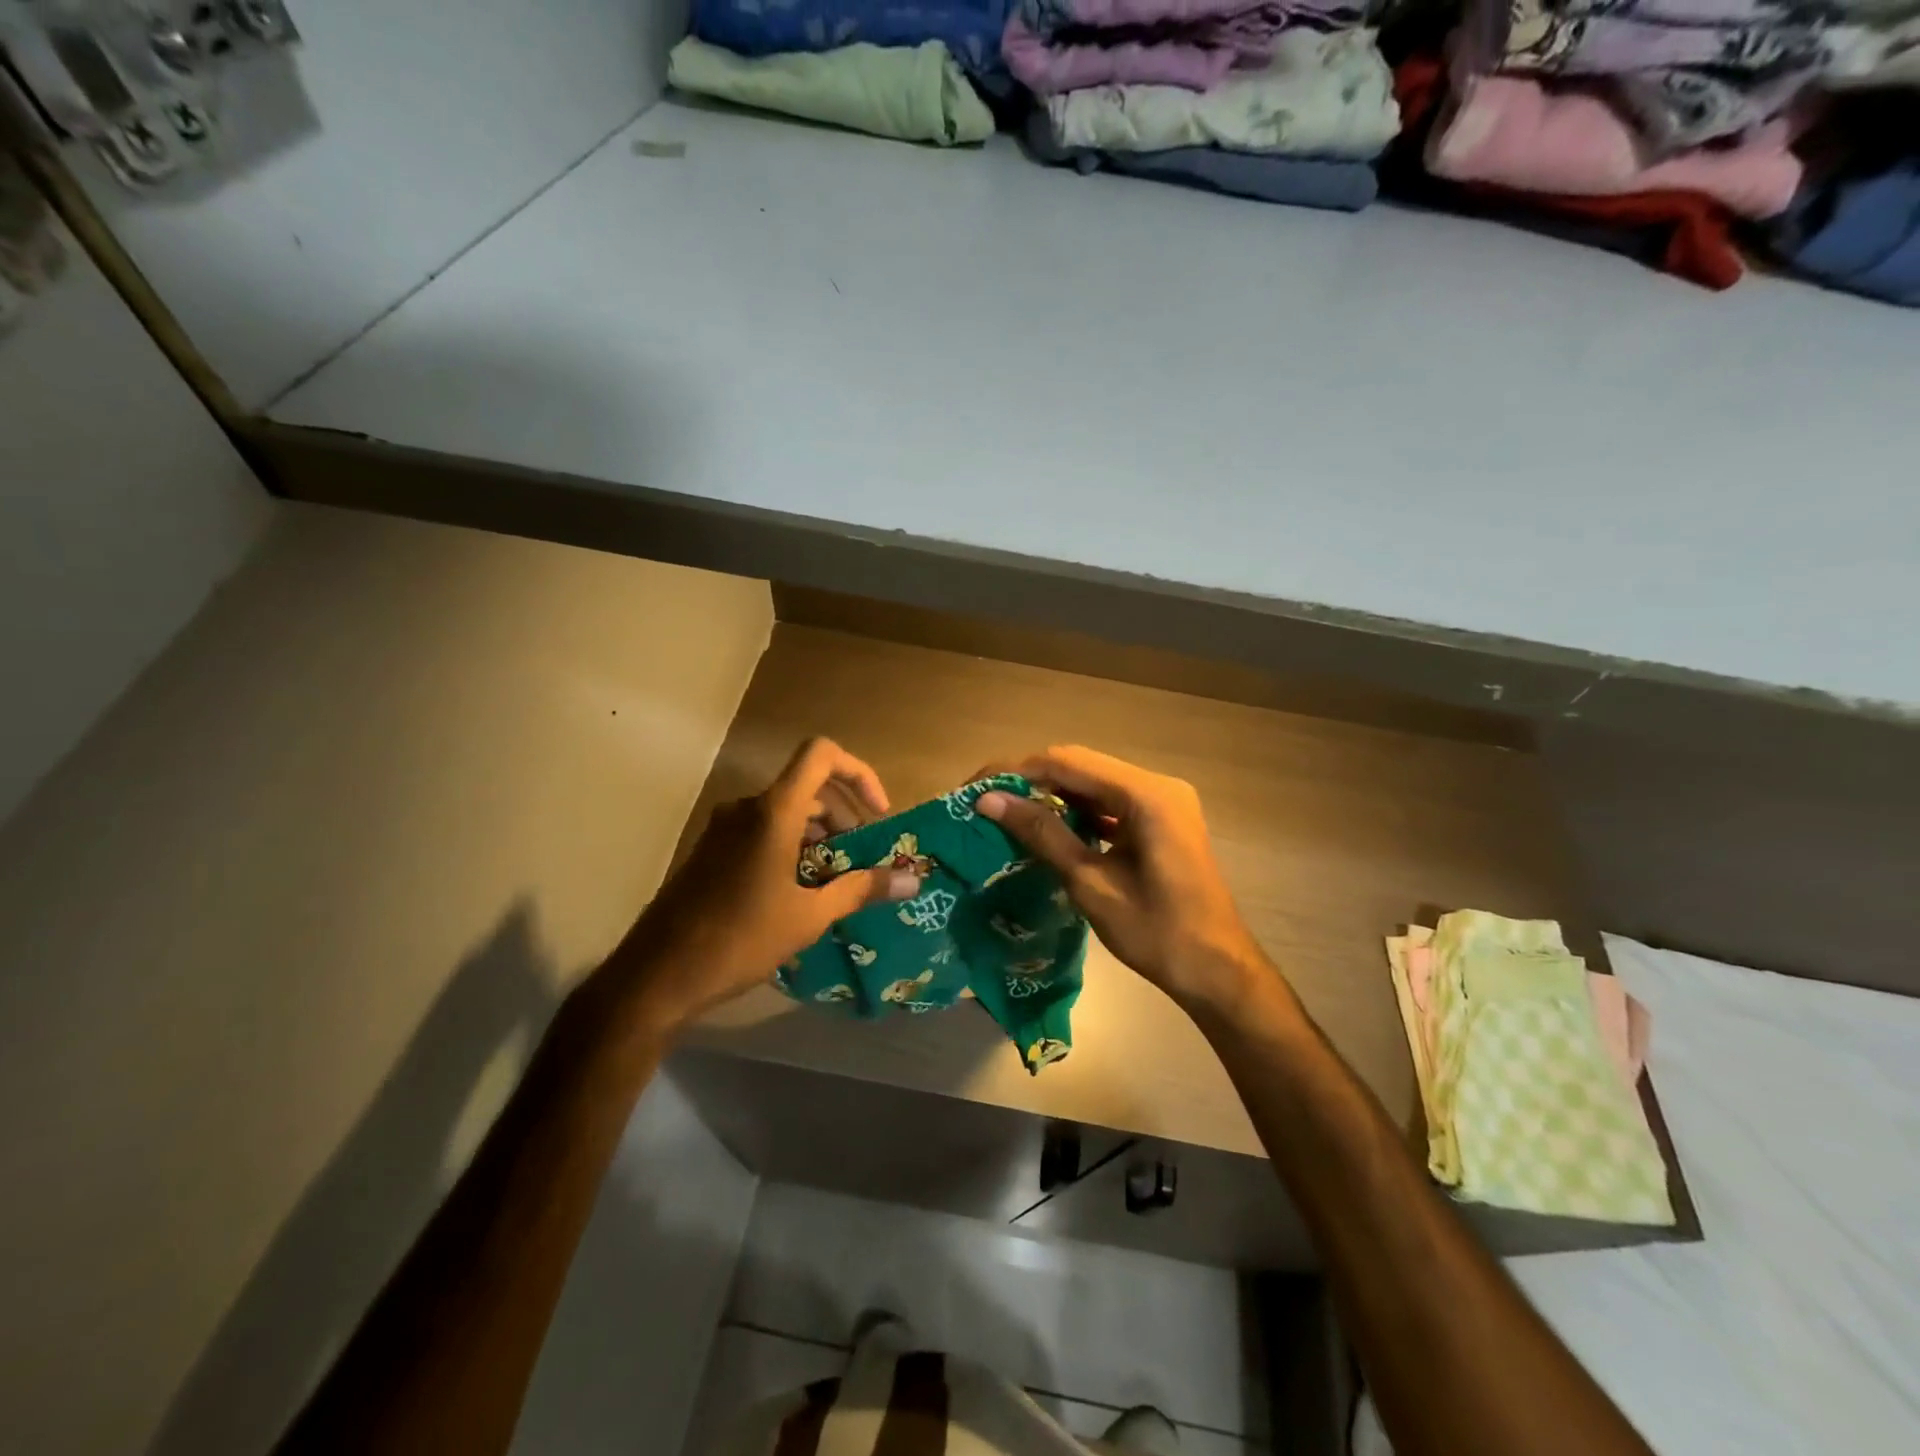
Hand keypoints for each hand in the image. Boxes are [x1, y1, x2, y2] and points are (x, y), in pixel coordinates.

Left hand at [617, 738, 923, 1030]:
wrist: (657, 976)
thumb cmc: (740, 940)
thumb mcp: (809, 917)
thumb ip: (861, 889)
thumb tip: (913, 881)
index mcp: (773, 811)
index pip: (822, 755)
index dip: (859, 773)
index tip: (877, 815)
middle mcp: (747, 807)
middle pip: (809, 787)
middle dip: (845, 817)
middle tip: (863, 860)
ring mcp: (725, 828)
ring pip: (787, 812)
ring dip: (820, 837)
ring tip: (837, 882)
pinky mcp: (712, 850)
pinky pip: (763, 831)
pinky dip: (792, 847)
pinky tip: (800, 893)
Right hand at [977, 746, 1271, 1017]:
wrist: (1218, 972)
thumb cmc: (1156, 934)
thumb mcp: (1090, 883)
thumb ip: (1042, 834)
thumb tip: (989, 801)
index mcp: (1147, 795)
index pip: (1067, 762)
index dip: (1017, 772)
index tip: (976, 790)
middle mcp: (1158, 785)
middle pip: (1081, 766)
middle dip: (1032, 781)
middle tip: (988, 804)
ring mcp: (1164, 800)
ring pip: (1095, 783)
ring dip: (1054, 795)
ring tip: (1010, 815)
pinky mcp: (1163, 819)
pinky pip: (1112, 802)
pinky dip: (1080, 811)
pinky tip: (1051, 828)